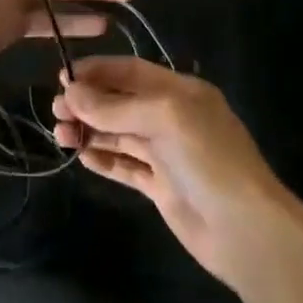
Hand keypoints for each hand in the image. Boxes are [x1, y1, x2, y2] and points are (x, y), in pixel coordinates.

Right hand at [53, 58, 291, 289]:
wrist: (246, 230)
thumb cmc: (209, 158)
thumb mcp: (163, 118)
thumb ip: (115, 106)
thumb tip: (70, 92)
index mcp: (179, 91)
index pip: (130, 71)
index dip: (97, 72)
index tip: (63, 77)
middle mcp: (172, 117)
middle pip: (121, 102)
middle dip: (89, 103)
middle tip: (56, 110)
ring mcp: (166, 154)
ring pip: (119, 134)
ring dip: (90, 131)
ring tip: (61, 135)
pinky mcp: (161, 187)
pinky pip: (126, 166)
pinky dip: (103, 159)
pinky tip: (83, 156)